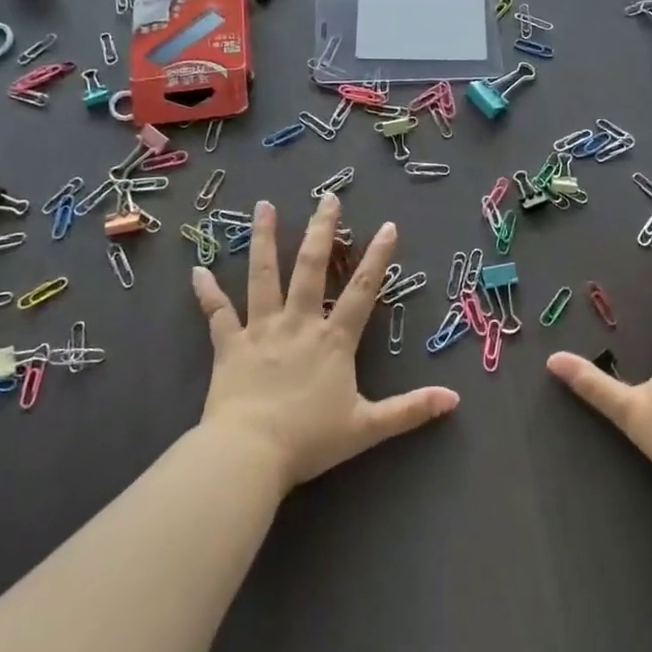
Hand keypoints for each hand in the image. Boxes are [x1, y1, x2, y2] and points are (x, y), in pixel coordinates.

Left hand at [191, 193, 458, 488]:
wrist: (249, 454)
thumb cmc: (309, 440)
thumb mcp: (367, 427)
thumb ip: (410, 410)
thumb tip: (454, 399)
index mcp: (333, 340)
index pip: (362, 290)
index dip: (377, 257)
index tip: (387, 226)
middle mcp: (298, 323)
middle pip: (311, 268)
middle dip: (321, 230)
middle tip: (327, 197)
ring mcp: (261, 330)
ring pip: (263, 276)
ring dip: (264, 239)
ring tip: (264, 206)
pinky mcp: (229, 346)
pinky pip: (217, 313)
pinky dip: (207, 292)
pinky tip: (197, 269)